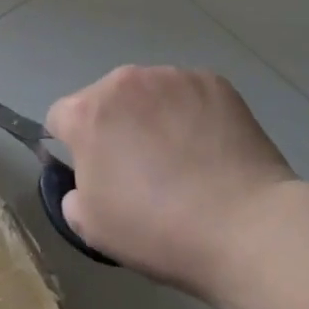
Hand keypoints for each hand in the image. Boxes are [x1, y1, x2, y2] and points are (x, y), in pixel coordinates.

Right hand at [46, 67, 301, 301]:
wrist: (248, 229)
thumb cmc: (158, 230)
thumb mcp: (90, 227)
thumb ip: (72, 194)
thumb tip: (86, 181)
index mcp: (86, 114)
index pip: (59, 118)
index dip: (71, 147)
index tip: (94, 174)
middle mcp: (123, 82)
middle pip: (105, 100)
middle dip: (113, 126)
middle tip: (139, 169)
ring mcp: (172, 77)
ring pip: (148, 94)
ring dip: (152, 116)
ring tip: (181, 158)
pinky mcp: (215, 83)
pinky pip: (188, 95)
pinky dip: (191, 114)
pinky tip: (209, 149)